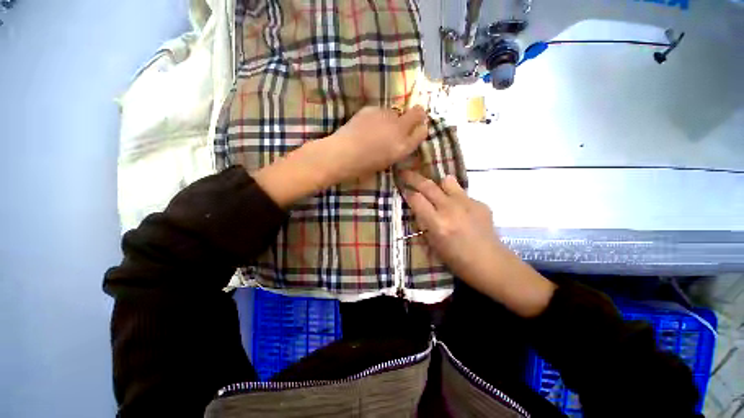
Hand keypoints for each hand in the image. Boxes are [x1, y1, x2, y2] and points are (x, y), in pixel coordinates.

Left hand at [252, 106, 427, 207]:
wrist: (342, 154)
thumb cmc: (363, 167)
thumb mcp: (387, 162)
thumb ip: (398, 148)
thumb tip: (401, 138)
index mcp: (403, 147)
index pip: (422, 131)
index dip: (420, 129)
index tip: (415, 129)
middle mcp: (399, 129)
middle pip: (418, 112)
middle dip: (416, 115)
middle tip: (405, 121)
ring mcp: (385, 116)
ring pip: (396, 111)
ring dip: (391, 118)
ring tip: (377, 127)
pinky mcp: (372, 108)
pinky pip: (380, 110)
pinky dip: (377, 116)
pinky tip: (366, 125)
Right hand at [401, 170, 502, 281]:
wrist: (490, 263)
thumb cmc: (457, 260)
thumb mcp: (433, 245)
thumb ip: (425, 223)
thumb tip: (419, 208)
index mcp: (438, 223)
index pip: (416, 199)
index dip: (408, 194)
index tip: (404, 192)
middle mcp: (450, 209)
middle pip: (428, 185)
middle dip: (413, 177)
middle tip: (405, 173)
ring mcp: (467, 203)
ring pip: (447, 181)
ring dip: (438, 184)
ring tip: (436, 190)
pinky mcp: (479, 203)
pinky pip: (462, 193)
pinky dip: (455, 197)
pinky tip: (459, 209)